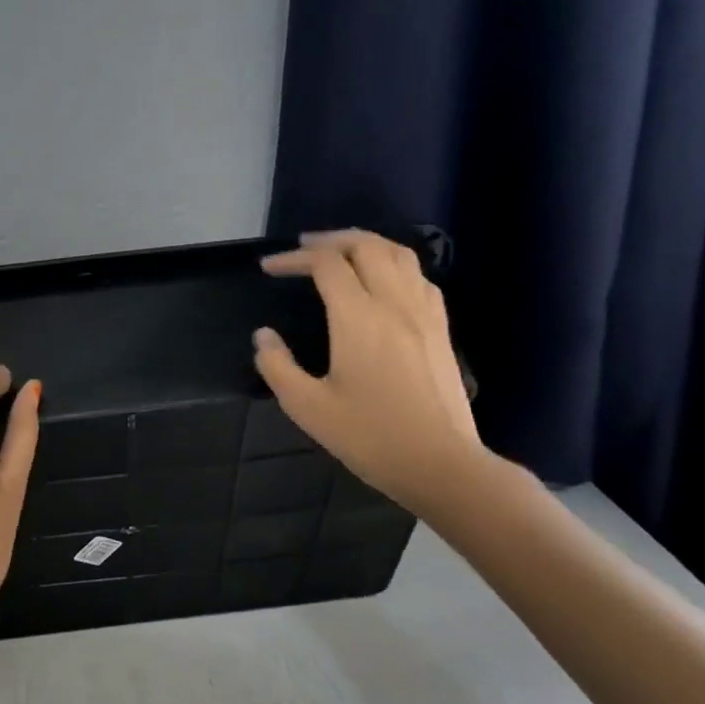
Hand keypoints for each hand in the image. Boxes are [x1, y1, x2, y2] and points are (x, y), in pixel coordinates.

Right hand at [254, 230, 481, 514]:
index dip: (293, 259)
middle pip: (366, 246)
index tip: (268, 268)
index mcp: (358, 317)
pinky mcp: (441, 328)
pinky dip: (394, 265)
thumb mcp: (307, 407)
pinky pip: (419, 277)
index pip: (326, 264)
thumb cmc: (370, 436)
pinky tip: (383, 283)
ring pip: (399, 254)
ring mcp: (424, 313)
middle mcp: (394, 303)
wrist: (440, 463)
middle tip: (303, 249)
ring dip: (366, 245)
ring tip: (341, 254)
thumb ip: (277, 366)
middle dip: (330, 240)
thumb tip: (264, 335)